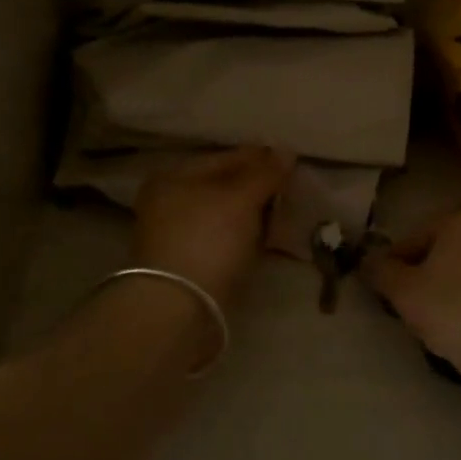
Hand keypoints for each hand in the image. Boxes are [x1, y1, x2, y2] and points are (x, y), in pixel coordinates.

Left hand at [132, 147, 294, 303]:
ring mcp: (176, 235)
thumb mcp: (241, 199)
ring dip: (253, 215)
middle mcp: (168, 202)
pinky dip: (244, 238)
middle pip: (223, 187)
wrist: (180, 309)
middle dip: (258, 188)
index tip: (292, 163)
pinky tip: (266, 240)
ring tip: (285, 216)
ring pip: (224, 215)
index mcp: (173, 177)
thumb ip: (265, 173)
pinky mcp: (188, 264)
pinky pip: (223, 240)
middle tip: (292, 190)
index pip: (224, 158)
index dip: (259, 159)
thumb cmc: (208, 239)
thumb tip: (286, 150)